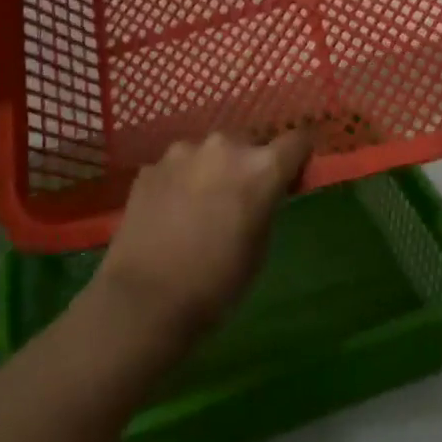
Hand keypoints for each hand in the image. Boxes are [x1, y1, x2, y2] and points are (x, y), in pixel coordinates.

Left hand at [93, 130, 312, 341]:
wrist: (144, 301)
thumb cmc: (216, 283)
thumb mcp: (260, 247)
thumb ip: (266, 204)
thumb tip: (263, 192)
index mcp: (261, 168)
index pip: (297, 140)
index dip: (298, 157)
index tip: (292, 176)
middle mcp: (224, 146)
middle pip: (249, 143)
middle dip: (249, 164)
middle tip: (240, 199)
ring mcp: (182, 152)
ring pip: (209, 153)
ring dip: (212, 170)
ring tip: (199, 206)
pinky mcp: (150, 166)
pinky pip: (177, 167)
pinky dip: (180, 182)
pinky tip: (170, 213)